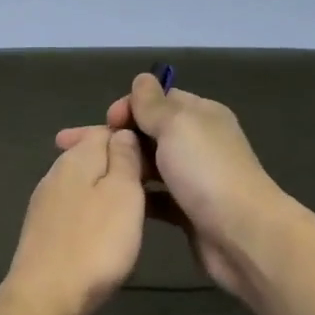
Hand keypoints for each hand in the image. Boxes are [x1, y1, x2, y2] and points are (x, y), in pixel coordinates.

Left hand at [2, 128, 146, 314]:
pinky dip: (94, 211)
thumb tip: (123, 132)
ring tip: (135, 209)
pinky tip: (106, 229)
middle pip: (92, 156)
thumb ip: (125, 159)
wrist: (46, 297)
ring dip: (107, 190)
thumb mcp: (123, 194)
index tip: (158, 160)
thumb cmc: (95, 244)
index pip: (106, 130)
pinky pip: (75, 207)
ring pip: (84, 183)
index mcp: (76, 158)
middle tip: (152, 185)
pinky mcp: (43, 230)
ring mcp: (45, 203)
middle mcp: (56, 173)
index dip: (133, 139)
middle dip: (120, 164)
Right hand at [56, 76, 288, 301]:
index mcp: (200, 116)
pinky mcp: (187, 211)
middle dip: (115, 137)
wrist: (241, 234)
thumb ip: (153, 104)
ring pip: (149, 166)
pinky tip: (109, 200)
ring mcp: (193, 179)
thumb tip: (141, 79)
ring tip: (84, 175)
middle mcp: (197, 143)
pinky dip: (135, 195)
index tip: (105, 122)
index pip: (159, 100)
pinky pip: (154, 197)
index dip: (129, 107)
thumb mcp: (177, 125)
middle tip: (73, 148)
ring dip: (122, 166)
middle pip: (149, 133)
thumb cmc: (206, 172)